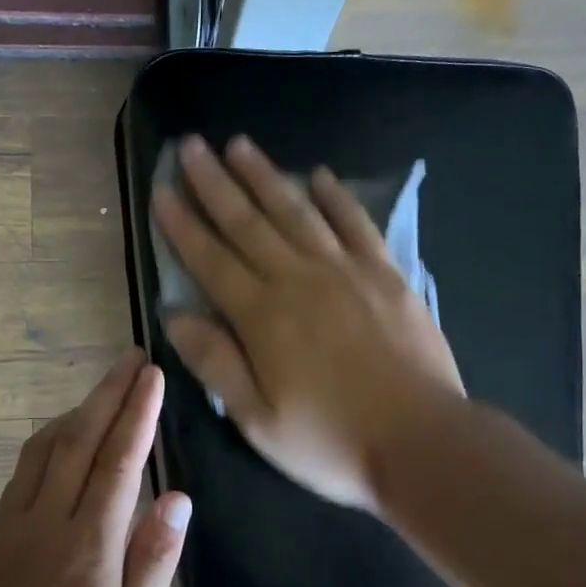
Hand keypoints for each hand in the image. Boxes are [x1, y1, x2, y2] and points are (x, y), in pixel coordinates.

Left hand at [0, 350, 191, 586]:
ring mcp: (13, 528)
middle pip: (78, 441)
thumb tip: (176, 496)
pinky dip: (50, 438)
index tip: (153, 376)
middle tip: (133, 358)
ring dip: (78, 409)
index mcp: (87, 552)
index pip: (117, 464)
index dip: (137, 415)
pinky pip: (23, 470)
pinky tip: (67, 432)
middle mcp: (45, 527)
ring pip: (45, 448)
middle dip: (108, 394)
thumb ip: (153, 562)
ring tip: (108, 386)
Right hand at [151, 134, 464, 514]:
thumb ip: (215, 363)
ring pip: (296, 211)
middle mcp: (298, 279)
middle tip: (192, 146)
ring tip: (240, 144)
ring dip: (265, 176)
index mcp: (262, 316)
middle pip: (248, 222)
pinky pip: (355, 224)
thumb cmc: (330, 440)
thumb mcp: (257, 419)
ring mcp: (345, 271)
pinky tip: (319, 176)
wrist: (422, 442)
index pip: (211, 259)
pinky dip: (336, 197)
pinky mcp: (385, 274)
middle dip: (215, 183)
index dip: (183, 224)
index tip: (163, 190)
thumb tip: (175, 316)